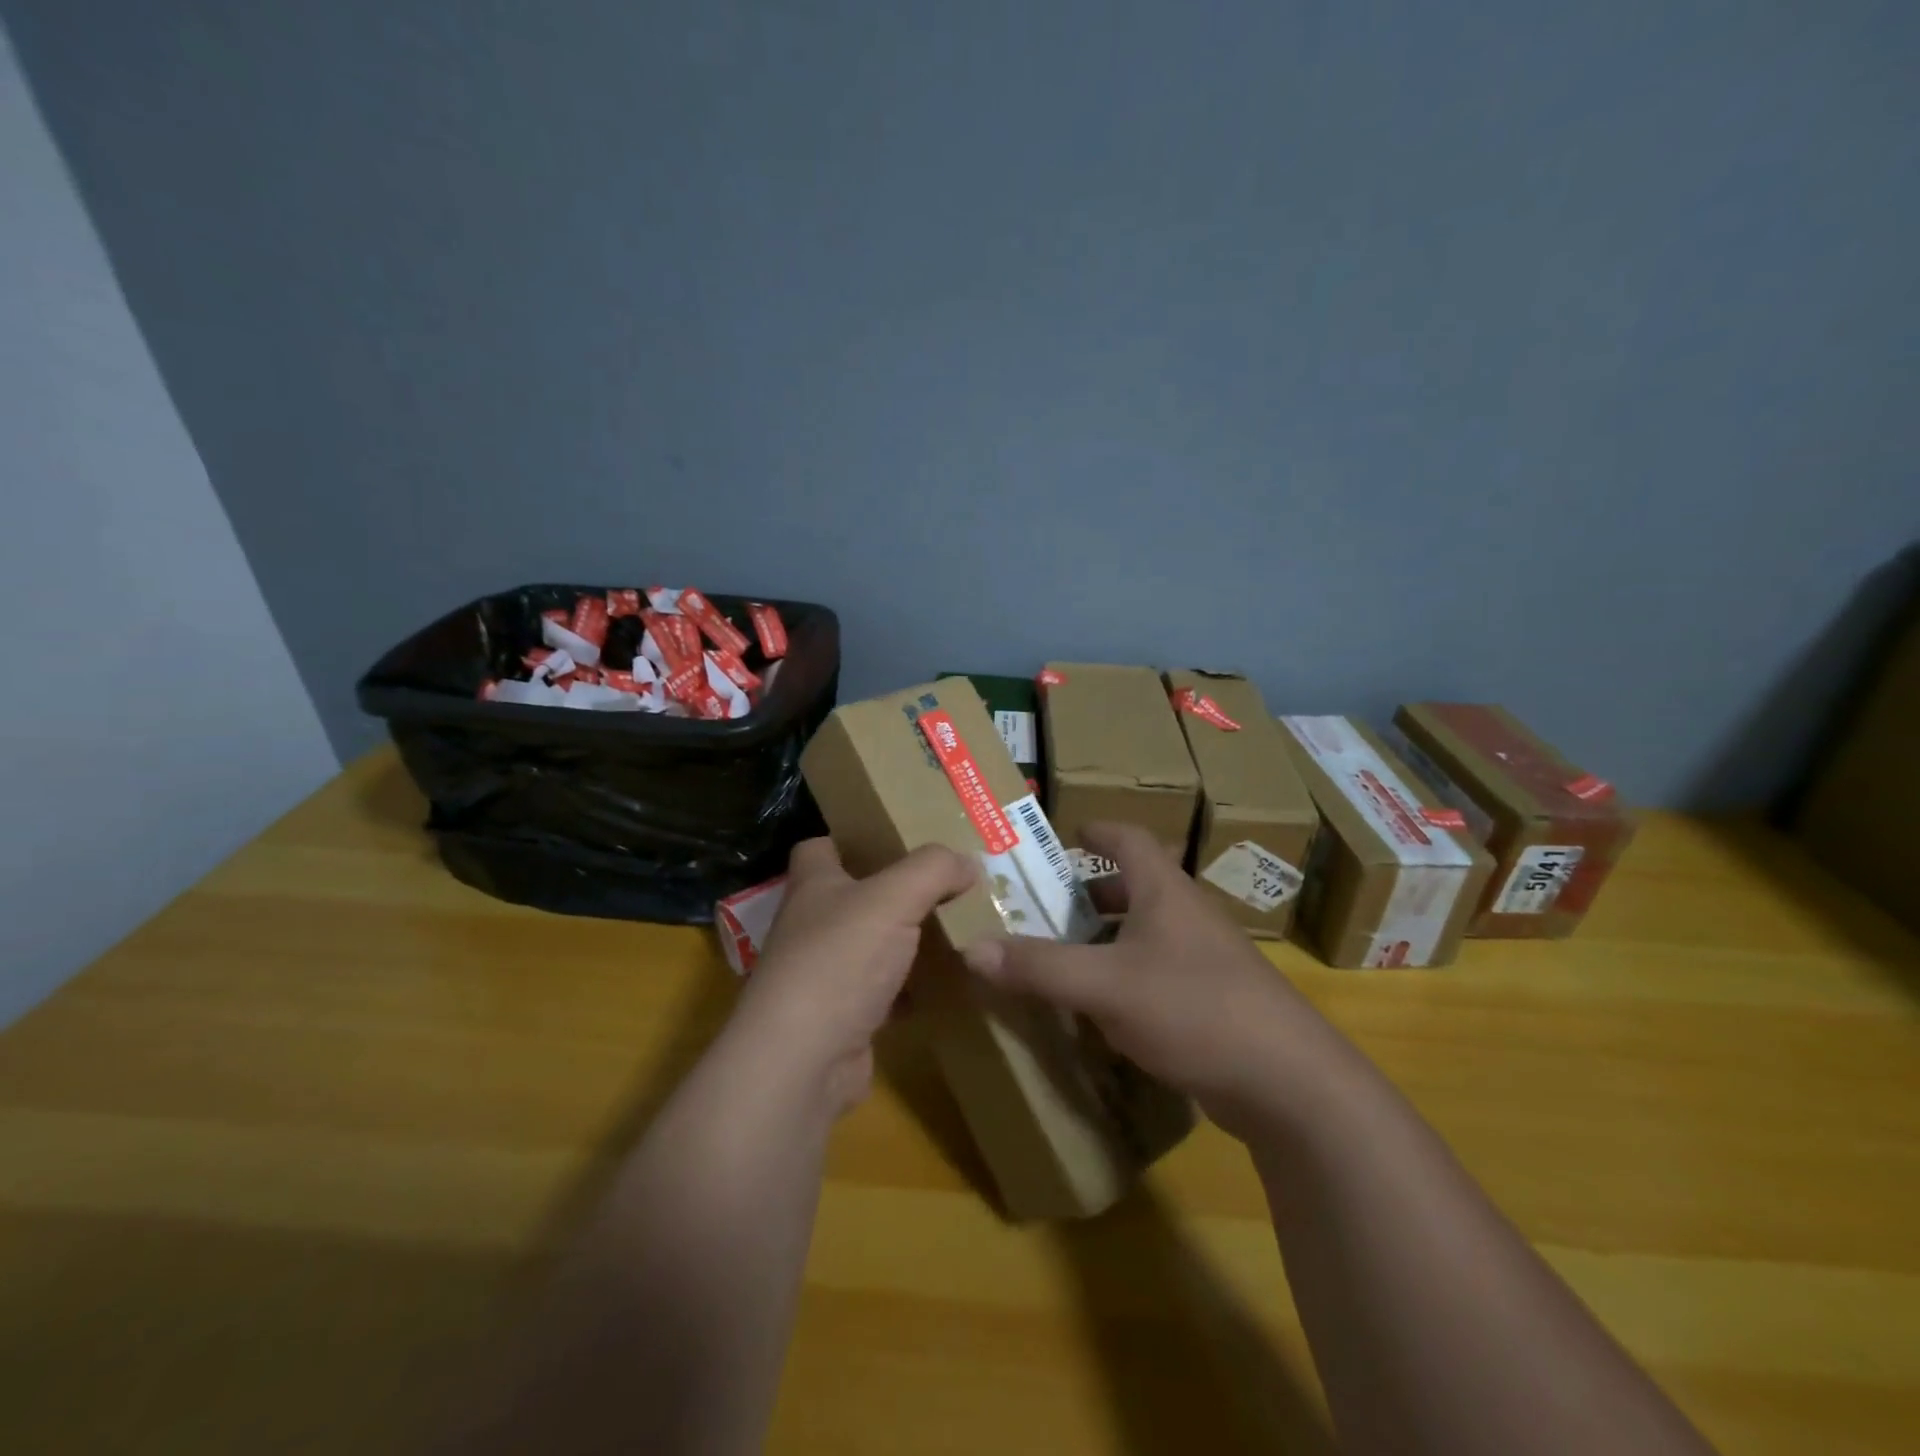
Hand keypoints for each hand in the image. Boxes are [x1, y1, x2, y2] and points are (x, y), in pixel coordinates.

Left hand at [731, 838, 977, 1115]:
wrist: (803, 1062)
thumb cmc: (839, 960)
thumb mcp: (894, 898)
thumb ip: (934, 869)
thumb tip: (967, 862)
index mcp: (814, 886)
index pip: (820, 848)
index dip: (854, 839)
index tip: (898, 840)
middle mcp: (812, 926)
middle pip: (854, 898)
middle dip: (897, 892)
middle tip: (949, 886)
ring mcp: (824, 975)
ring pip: (873, 947)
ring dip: (908, 942)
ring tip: (959, 930)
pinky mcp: (843, 1019)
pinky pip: (885, 993)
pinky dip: (912, 990)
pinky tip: (946, 986)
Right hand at [961, 822, 1331, 1136]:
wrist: (1288, 1082)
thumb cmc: (1193, 1007)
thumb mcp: (1105, 985)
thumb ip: (1038, 967)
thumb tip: (971, 947)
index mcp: (1165, 892)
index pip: (1130, 839)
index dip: (1098, 831)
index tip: (1066, 835)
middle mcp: (1188, 916)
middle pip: (1136, 887)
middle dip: (1092, 893)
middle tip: (1048, 907)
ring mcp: (1207, 959)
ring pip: (1148, 933)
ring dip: (1108, 938)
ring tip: (1066, 956)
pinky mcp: (1216, 1001)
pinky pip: (1160, 972)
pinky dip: (1127, 976)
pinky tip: (1104, 1008)